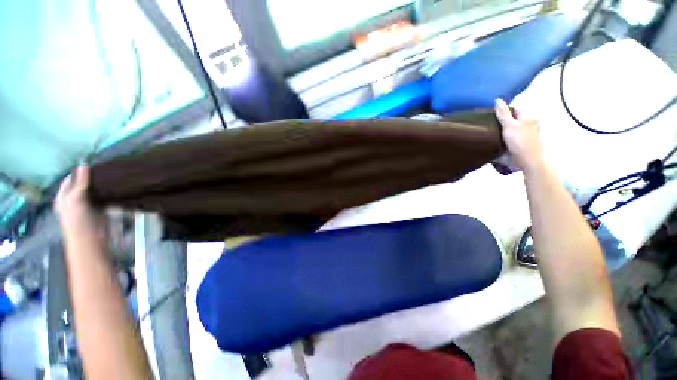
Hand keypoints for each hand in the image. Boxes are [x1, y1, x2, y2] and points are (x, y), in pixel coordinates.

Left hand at [55, 166, 106, 241]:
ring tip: (112, 176)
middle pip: (83, 184)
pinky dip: (109, 193)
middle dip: (92, 178)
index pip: (70, 179)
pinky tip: (116, 188)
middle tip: (104, 169)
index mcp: (64, 196)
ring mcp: (87, 204)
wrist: (90, 239)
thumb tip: (84, 164)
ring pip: (94, 190)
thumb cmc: (78, 220)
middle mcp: (75, 199)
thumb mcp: (76, 199)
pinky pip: (104, 197)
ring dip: (102, 185)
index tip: (92, 164)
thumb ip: (80, 183)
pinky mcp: (100, 209)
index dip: (78, 172)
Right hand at [495, 99, 543, 172]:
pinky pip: (511, 139)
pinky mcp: (522, 145)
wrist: (528, 161)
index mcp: (529, 117)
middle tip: (490, 127)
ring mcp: (527, 136)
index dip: (503, 113)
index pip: (514, 111)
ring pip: (512, 131)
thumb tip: (497, 100)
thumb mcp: (509, 125)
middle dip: (503, 123)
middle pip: (513, 121)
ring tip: (492, 136)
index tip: (492, 118)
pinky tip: (498, 143)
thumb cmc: (520, 141)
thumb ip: (503, 114)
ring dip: (504, 133)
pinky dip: (505, 141)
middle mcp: (530, 125)